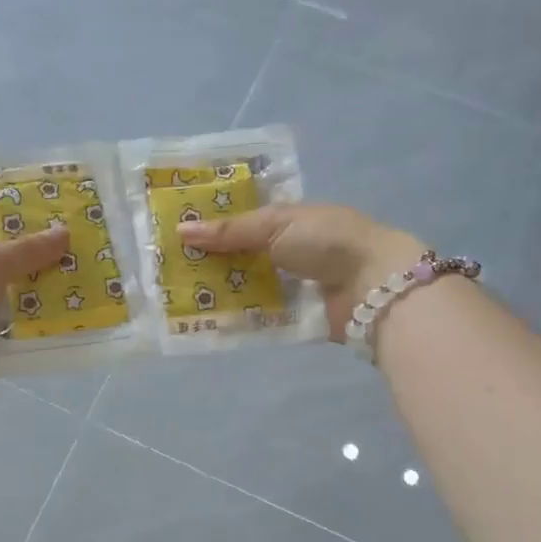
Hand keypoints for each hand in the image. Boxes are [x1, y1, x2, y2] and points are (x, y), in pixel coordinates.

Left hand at [0, 226, 70, 413]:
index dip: (4, 229)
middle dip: (25, 267)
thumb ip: (24, 251)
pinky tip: (52, 326)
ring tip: (67, 291)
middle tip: (65, 259)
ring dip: (27, 302)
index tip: (42, 228)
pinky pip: (1, 336)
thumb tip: (64, 232)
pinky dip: (21, 332)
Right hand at [179, 203, 426, 339]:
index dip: (210, 226)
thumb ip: (230, 231)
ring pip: (245, 288)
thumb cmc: (327, 240)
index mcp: (286, 221)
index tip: (173, 233)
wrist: (374, 284)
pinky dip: (236, 318)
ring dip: (218, 291)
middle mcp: (287, 252)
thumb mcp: (276, 225)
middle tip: (165, 269)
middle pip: (239, 257)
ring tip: (175, 297)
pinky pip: (258, 317)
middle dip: (208, 262)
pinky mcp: (294, 317)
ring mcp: (290, 286)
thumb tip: (181, 229)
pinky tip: (204, 320)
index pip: (240, 222)